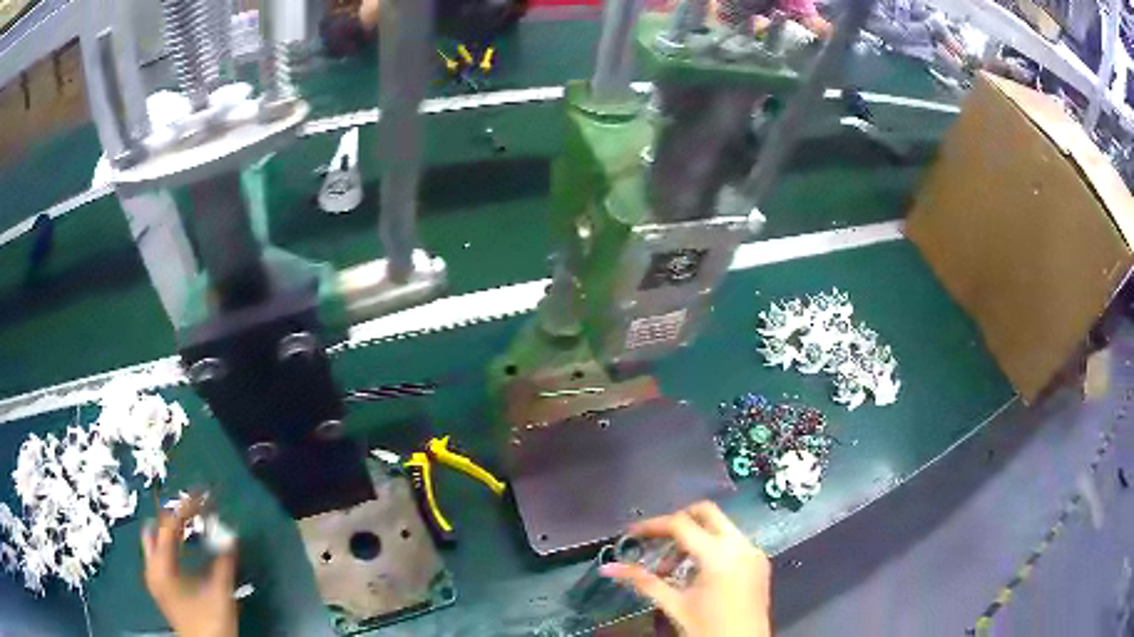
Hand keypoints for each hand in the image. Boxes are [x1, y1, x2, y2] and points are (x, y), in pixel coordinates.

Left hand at [141, 494, 237, 636]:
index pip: (170, 525)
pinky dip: (170, 545)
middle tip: (194, 511)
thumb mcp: (220, 595)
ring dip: (171, 531)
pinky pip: (158, 553)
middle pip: (156, 529)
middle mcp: (152, 567)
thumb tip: (231, 536)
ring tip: (190, 526)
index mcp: (162, 566)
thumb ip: (224, 564)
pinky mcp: (160, 586)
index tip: (202, 497)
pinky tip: (185, 550)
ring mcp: (154, 577)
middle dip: (173, 516)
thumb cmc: (210, 624)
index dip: (186, 508)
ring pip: (155, 541)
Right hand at [600, 501, 771, 636]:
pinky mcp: (760, 562)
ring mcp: (754, 551)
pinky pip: (733, 542)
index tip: (631, 534)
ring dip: (694, 538)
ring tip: (672, 570)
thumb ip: (642, 581)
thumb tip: (608, 568)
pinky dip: (712, 548)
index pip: (680, 524)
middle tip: (656, 542)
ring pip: (721, 526)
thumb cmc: (707, 628)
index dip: (652, 526)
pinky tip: (697, 574)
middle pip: (706, 512)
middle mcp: (741, 544)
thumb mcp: (673, 604)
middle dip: (678, 522)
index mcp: (718, 554)